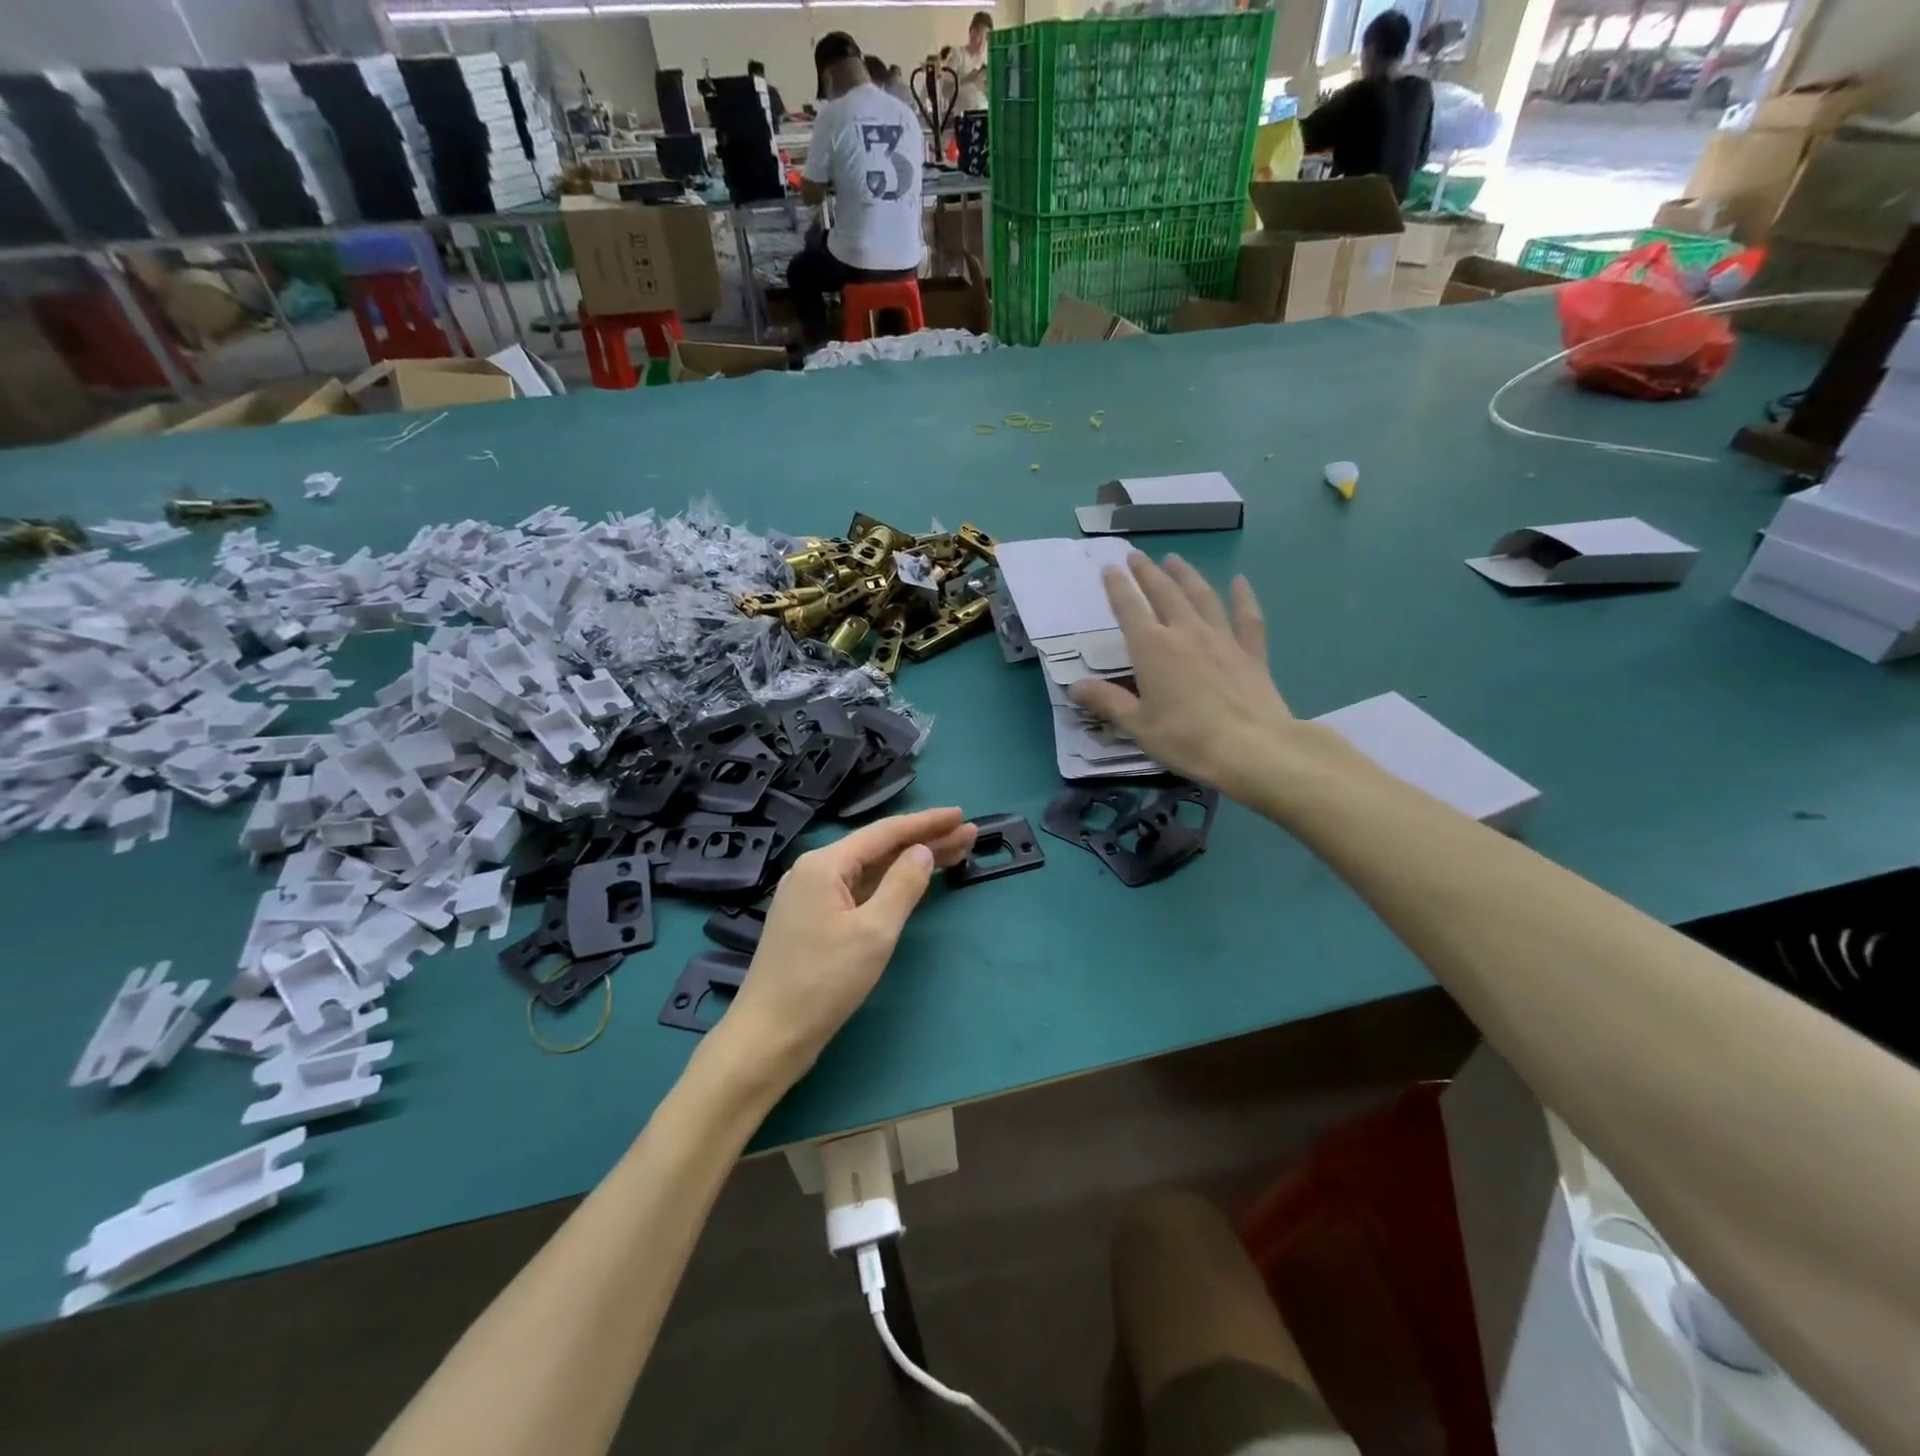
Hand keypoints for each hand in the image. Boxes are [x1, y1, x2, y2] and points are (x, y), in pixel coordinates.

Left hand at [719, 807, 976, 1087]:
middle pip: (878, 848)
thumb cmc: (823, 982)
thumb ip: (902, 885)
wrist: (769, 1036)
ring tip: (953, 853)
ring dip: (909, 861)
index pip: (885, 833)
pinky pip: (858, 889)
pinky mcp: (812, 920)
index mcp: (824, 864)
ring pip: (870, 870)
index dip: (926, 823)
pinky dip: (889, 884)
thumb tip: (922, 851)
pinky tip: (911, 882)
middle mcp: (814, 871)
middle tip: (968, 835)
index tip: (961, 815)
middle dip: (924, 840)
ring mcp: (810, 896)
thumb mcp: (874, 932)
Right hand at [1068, 553, 1292, 797]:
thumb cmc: (1185, 738)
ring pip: (1202, 597)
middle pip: (1164, 593)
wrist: (1251, 748)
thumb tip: (1075, 687)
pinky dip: (1243, 597)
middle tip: (1137, 556)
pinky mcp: (1251, 653)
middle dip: (1148, 572)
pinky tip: (1240, 582)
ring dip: (1186, 575)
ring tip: (1175, 559)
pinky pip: (1246, 618)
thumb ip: (1107, 701)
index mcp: (1152, 648)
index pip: (1129, 609)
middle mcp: (1185, 633)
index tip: (1109, 568)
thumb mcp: (1137, 725)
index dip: (1118, 587)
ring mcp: (1222, 639)